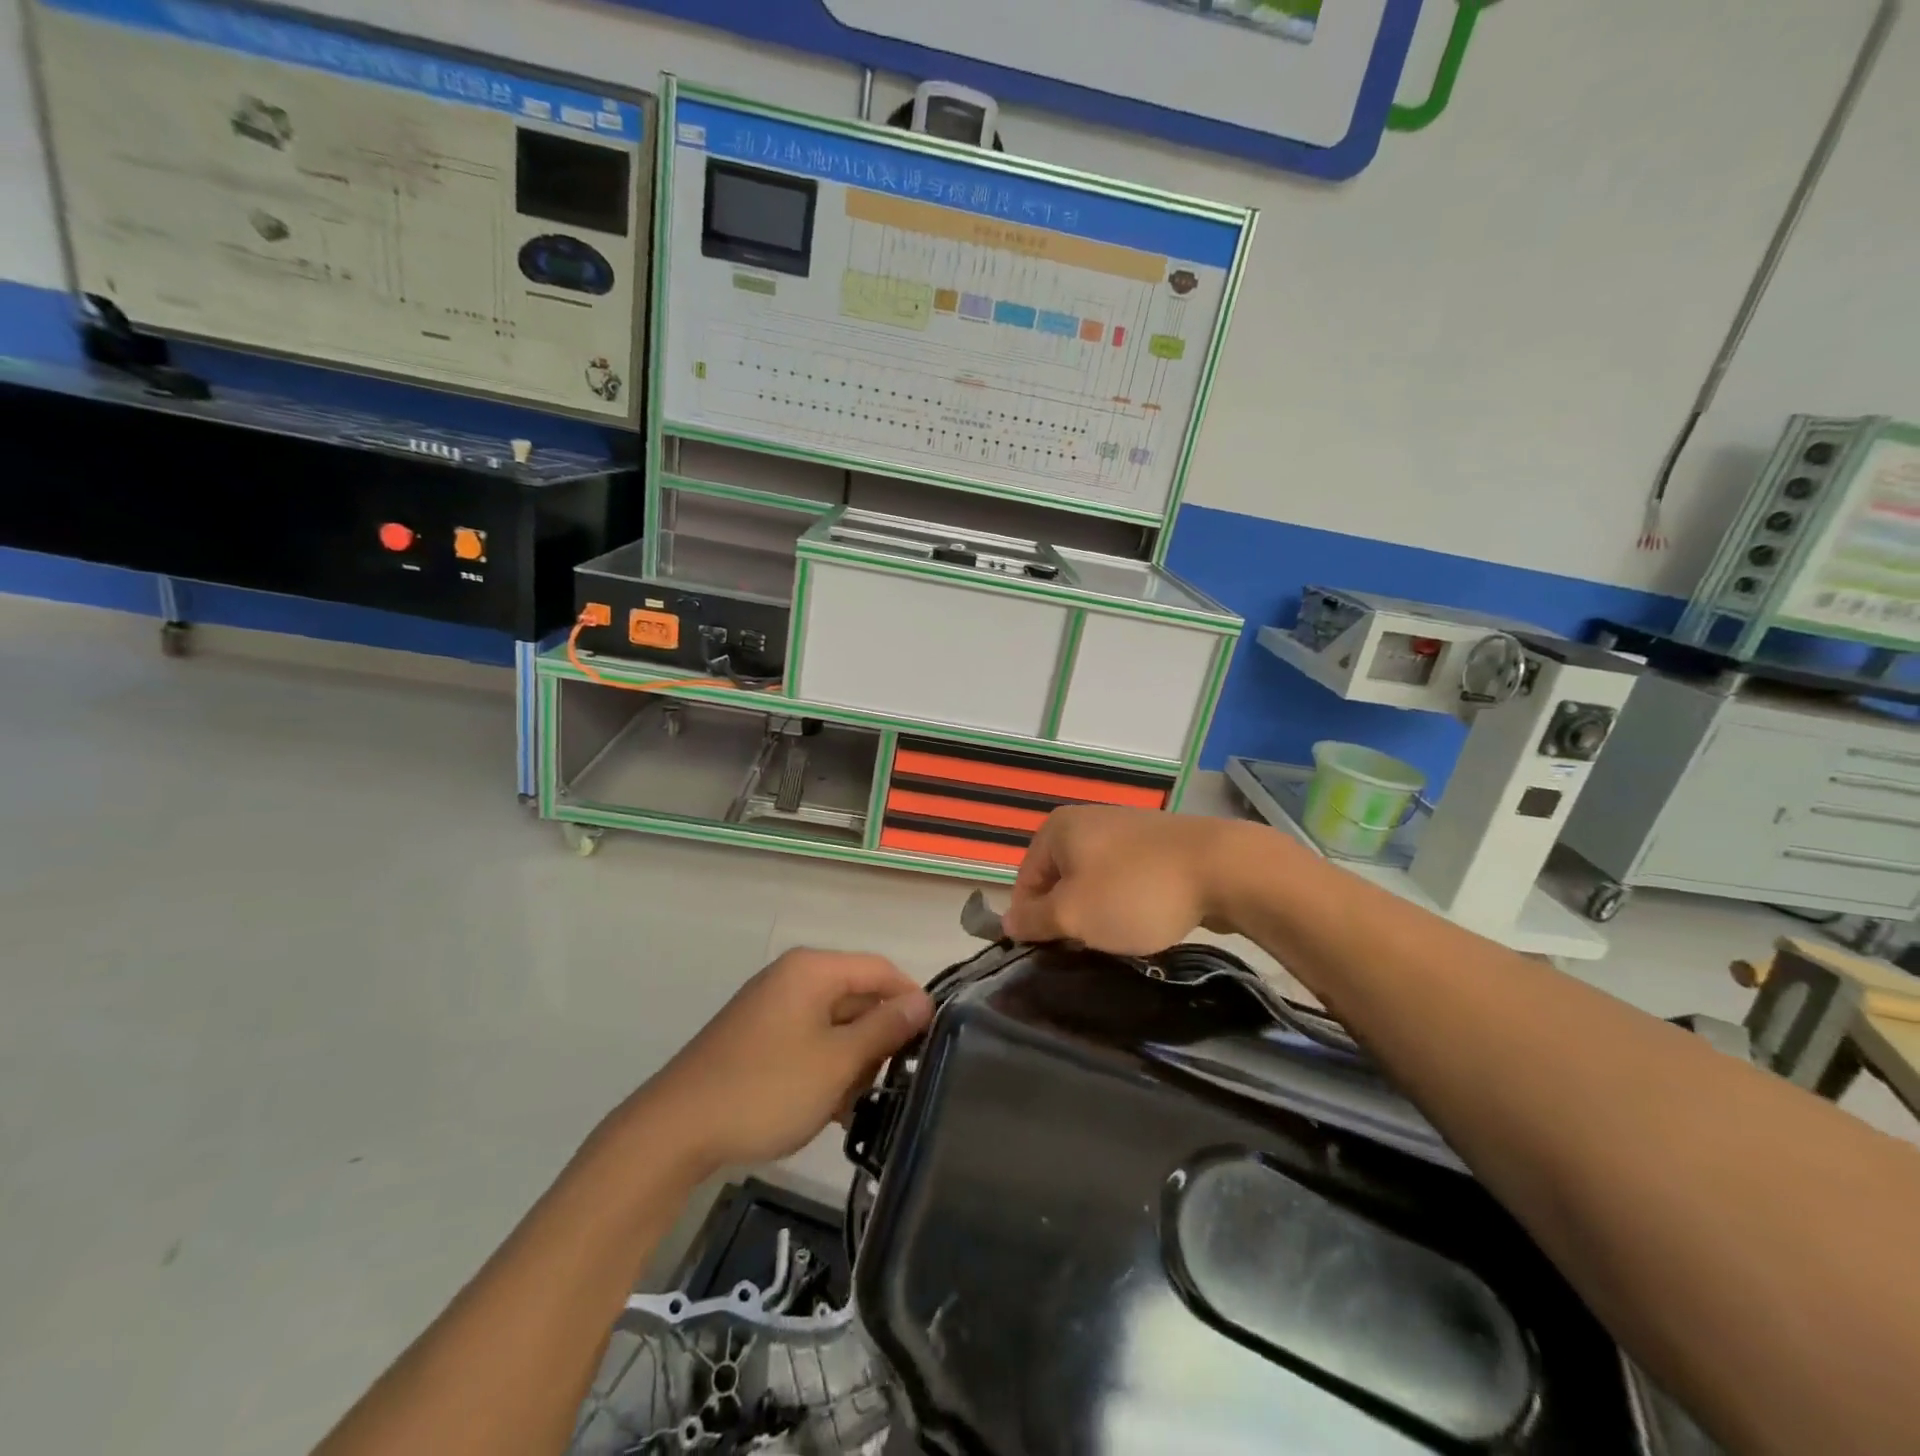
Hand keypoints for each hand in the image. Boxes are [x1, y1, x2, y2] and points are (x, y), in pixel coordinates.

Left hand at [638, 949, 932, 1173]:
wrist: (674, 1131)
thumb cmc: (766, 1089)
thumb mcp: (837, 1062)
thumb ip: (885, 1028)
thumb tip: (923, 1001)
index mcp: (813, 970)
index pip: (881, 969)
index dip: (911, 1001)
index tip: (931, 1044)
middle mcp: (793, 977)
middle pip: (857, 996)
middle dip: (877, 1039)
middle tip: (888, 1085)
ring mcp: (771, 1006)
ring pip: (834, 1024)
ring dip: (851, 1061)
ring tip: (852, 1105)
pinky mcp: (757, 1036)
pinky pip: (808, 1041)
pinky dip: (824, 1068)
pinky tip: (827, 1108)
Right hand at [1002, 805, 1256, 953]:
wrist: (1222, 868)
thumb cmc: (1134, 891)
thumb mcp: (1072, 915)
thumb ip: (1033, 920)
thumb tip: (1008, 922)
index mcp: (1057, 828)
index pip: (1025, 882)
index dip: (1033, 922)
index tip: (1053, 953)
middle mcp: (1087, 820)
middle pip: (1060, 881)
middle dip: (1069, 918)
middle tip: (1087, 949)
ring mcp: (1125, 828)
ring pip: (1094, 882)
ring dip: (1100, 913)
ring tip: (1120, 939)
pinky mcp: (1158, 843)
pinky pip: (1127, 879)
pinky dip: (1129, 902)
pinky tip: (1147, 921)